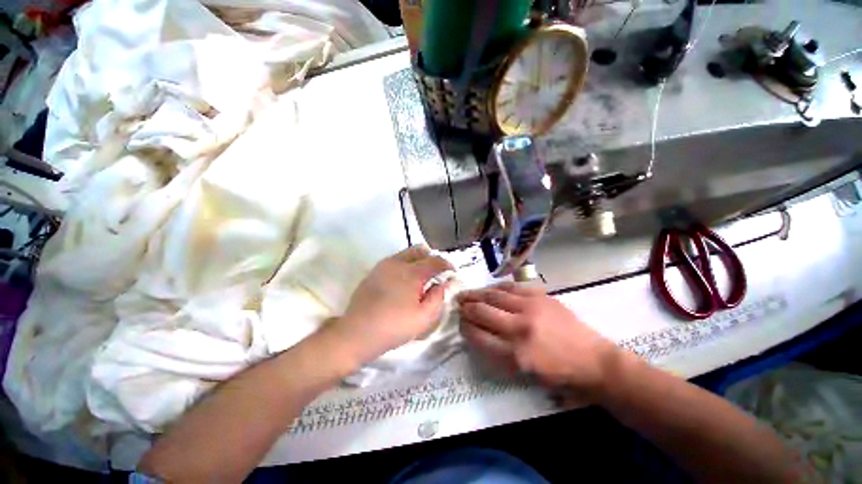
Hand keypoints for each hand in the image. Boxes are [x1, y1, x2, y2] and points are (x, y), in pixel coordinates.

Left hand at [331, 246, 452, 364]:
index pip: (435, 260)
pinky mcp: (374, 271)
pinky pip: (394, 260)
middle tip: (436, 272)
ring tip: (420, 277)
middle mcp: (397, 263)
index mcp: (412, 273)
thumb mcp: (424, 318)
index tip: (452, 273)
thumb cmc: (394, 327)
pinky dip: (405, 264)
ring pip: (406, 253)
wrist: (356, 333)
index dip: (447, 265)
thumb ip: (438, 297)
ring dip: (417, 260)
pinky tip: (403, 282)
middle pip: (419, 250)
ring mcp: (383, 265)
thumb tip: (446, 283)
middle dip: (431, 257)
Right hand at [458, 283, 620, 401]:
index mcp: (515, 354)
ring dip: (477, 293)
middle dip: (466, 308)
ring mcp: (531, 308)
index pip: (478, 336)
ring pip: (494, 295)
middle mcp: (519, 328)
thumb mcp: (524, 374)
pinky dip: (497, 287)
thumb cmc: (558, 374)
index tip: (459, 323)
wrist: (594, 361)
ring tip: (467, 293)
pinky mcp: (540, 296)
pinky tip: (490, 288)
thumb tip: (477, 333)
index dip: (465, 328)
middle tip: (458, 304)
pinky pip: (511, 287)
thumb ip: (497, 354)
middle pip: (482, 312)